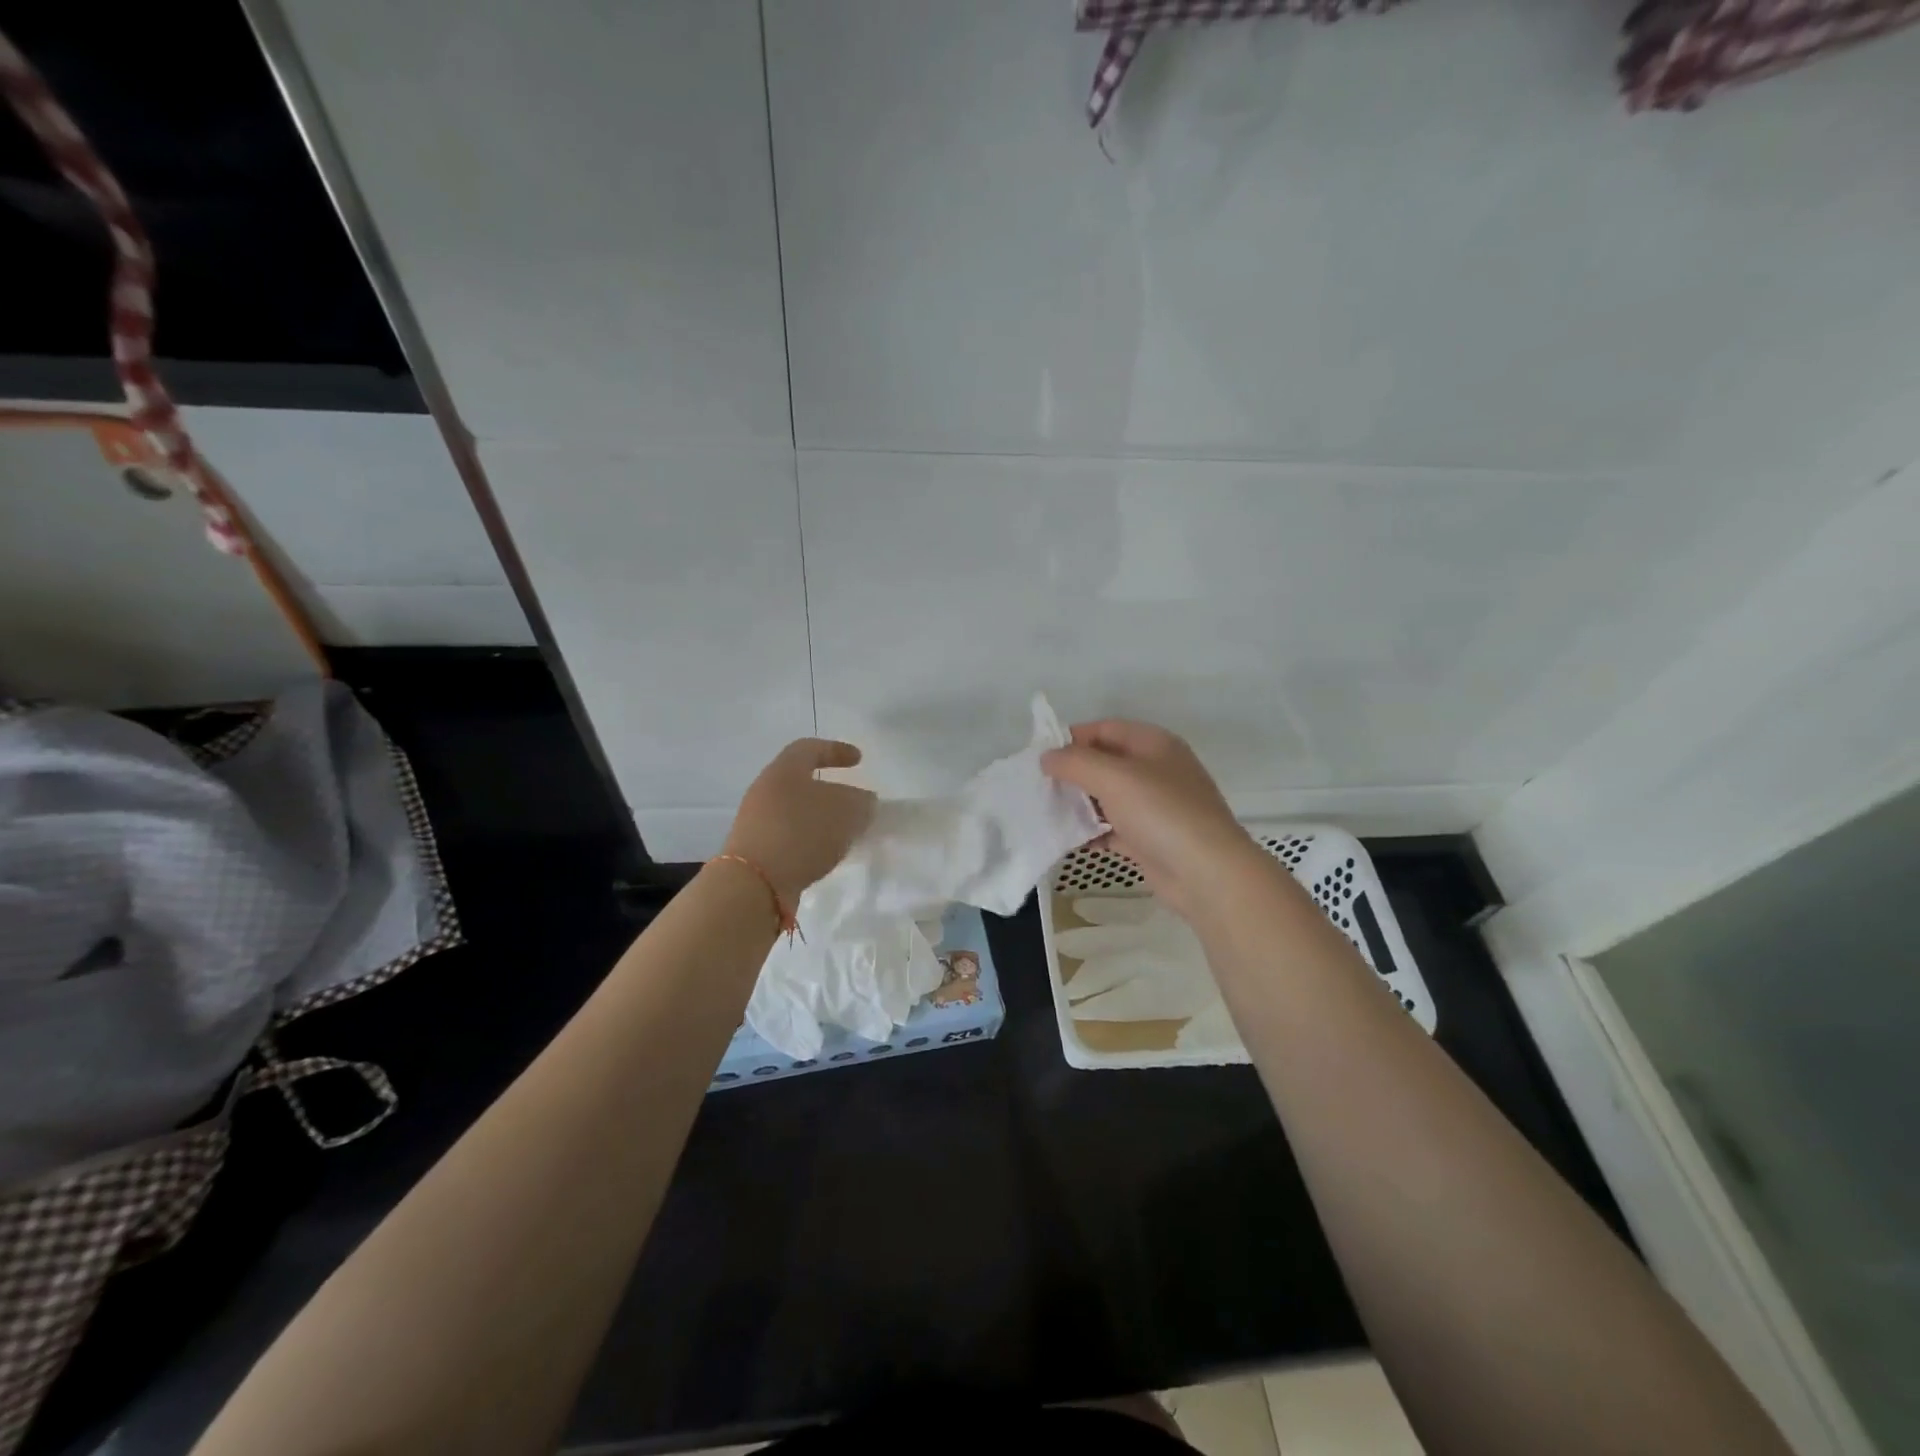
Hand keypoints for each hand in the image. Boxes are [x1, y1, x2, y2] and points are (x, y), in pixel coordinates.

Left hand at [722, 739, 875, 905]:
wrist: (753, 885)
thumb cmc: (802, 833)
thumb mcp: (847, 811)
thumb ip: (861, 802)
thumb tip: (862, 801)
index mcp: (784, 770)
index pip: (810, 748)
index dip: (836, 750)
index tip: (859, 759)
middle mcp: (765, 790)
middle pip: (800, 781)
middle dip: (829, 790)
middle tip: (852, 802)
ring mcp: (755, 822)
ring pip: (794, 811)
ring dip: (820, 818)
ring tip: (843, 833)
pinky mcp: (754, 851)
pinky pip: (788, 836)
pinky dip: (808, 840)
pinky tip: (823, 855)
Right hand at [1041, 720, 1258, 919]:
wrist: (1207, 874)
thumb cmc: (1161, 813)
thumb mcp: (1113, 777)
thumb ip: (1075, 762)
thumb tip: (1047, 757)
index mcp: (1154, 744)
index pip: (1105, 729)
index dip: (1072, 738)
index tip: (1040, 757)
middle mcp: (1157, 770)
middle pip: (1106, 763)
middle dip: (1073, 773)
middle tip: (1040, 787)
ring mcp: (1156, 807)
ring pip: (1108, 797)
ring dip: (1080, 804)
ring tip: (1049, 813)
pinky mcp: (1152, 840)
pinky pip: (1115, 829)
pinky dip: (1094, 832)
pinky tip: (1072, 840)